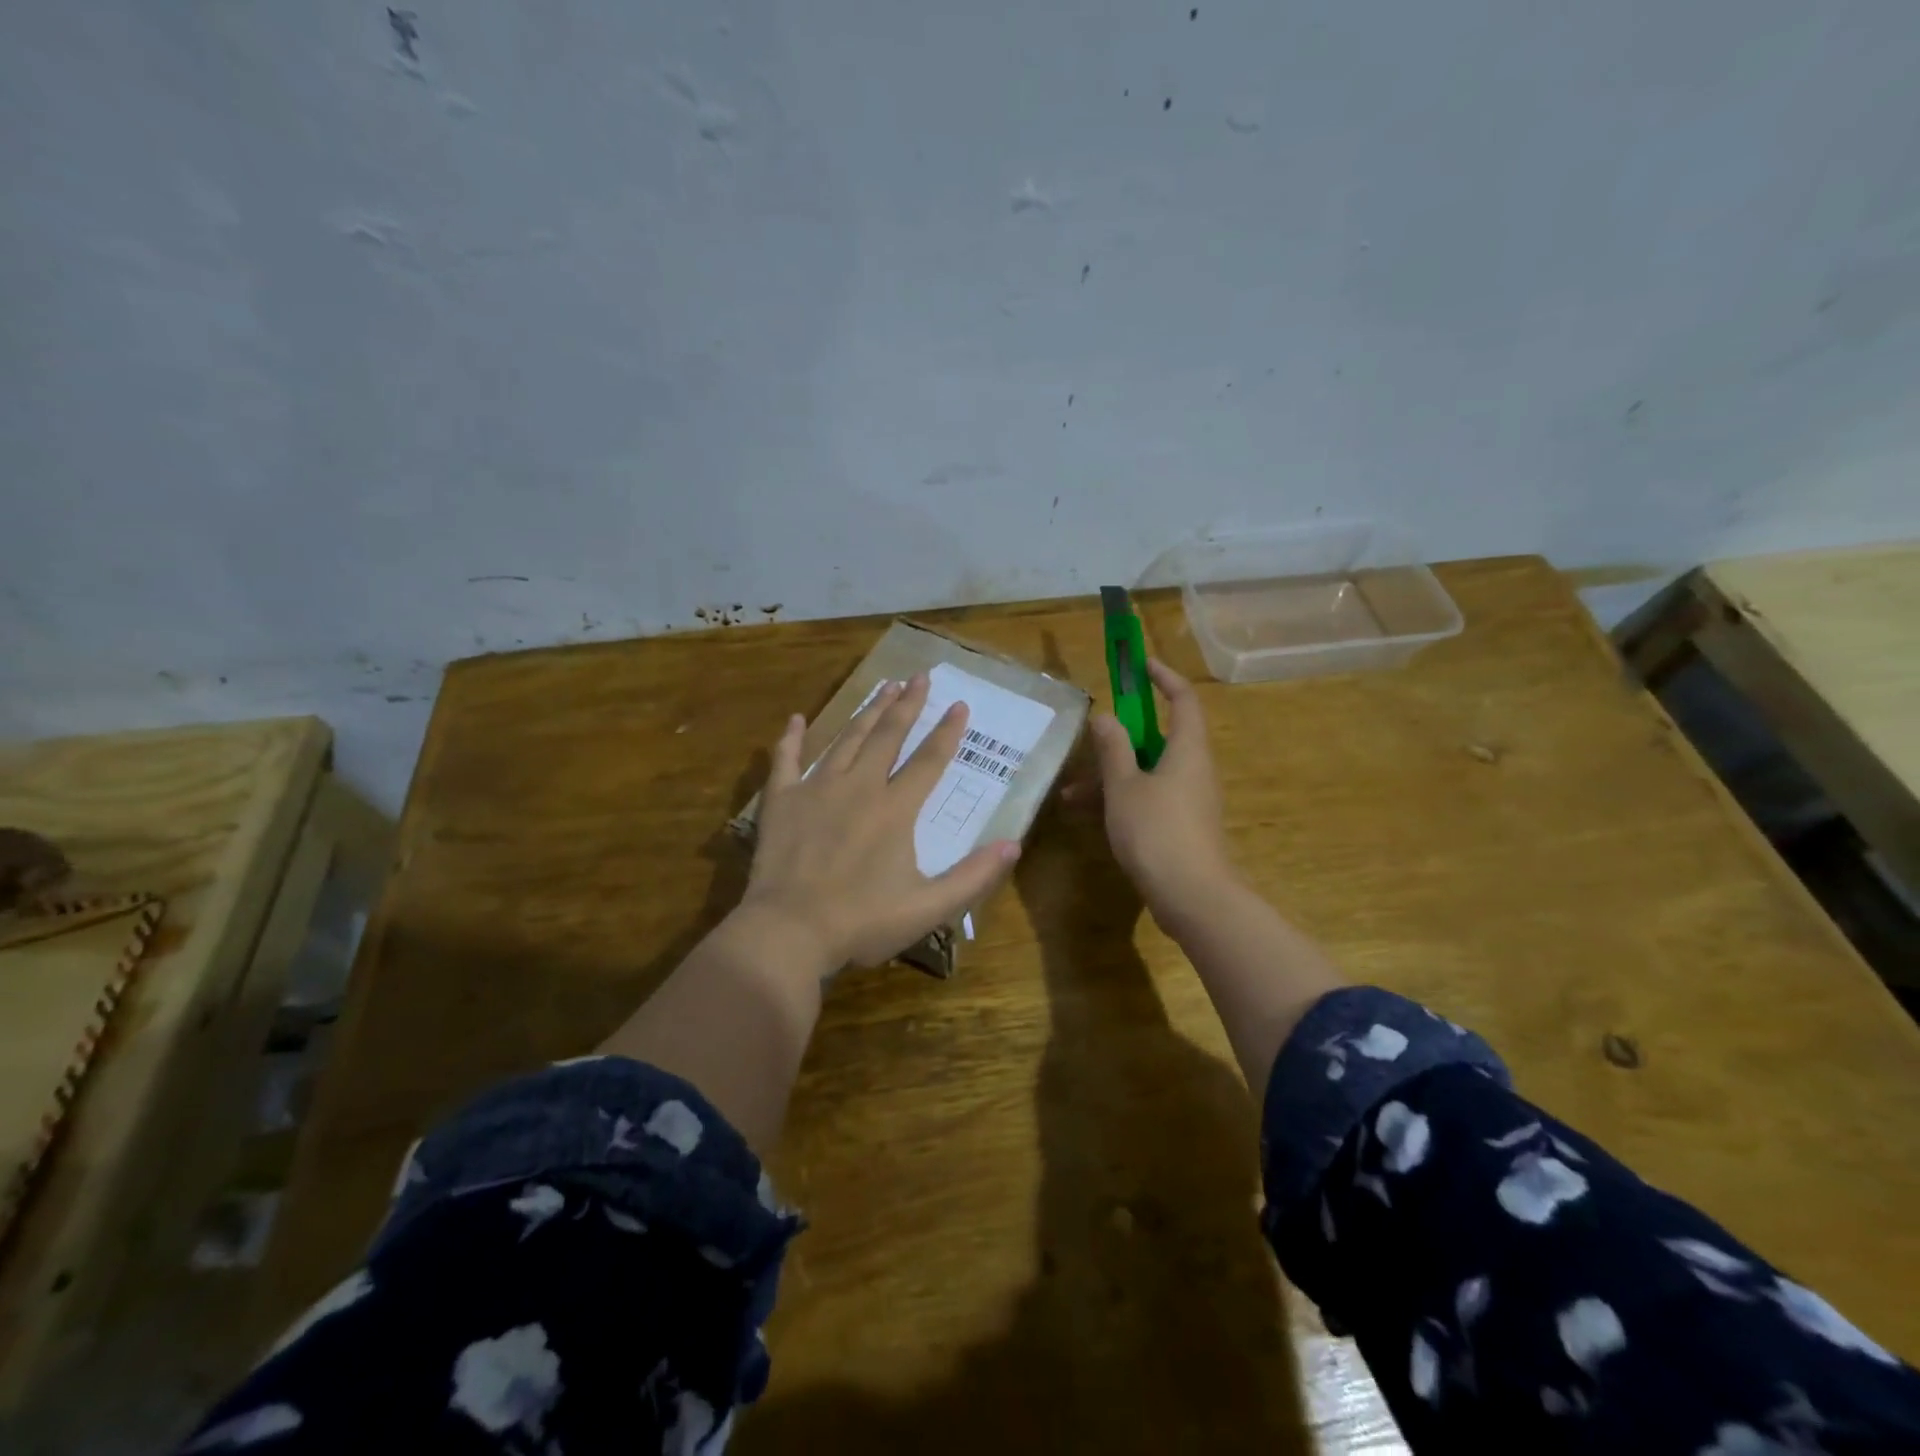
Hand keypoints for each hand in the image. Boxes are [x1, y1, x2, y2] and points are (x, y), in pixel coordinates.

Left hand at [737, 673, 1020, 970]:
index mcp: (895, 809)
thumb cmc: (862, 922)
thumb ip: (973, 876)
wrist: (789, 932)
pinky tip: (796, 719)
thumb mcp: (928, 908)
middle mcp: (859, 787)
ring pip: (847, 740)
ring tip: (884, 687)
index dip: (947, 732)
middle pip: (888, 736)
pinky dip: (791, 739)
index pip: (929, 760)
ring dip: (867, 712)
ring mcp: (817, 789)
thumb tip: (1013, 845)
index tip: (960, 705)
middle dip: (907, 705)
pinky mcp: (781, 801)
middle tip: (920, 677)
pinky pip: (786, 760)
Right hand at [1076, 659, 1239, 925]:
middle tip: (1092, 733)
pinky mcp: (1181, 826)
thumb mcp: (1124, 787)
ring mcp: (1188, 800)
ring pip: (1147, 773)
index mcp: (1187, 750)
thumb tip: (1106, 717)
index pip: (1183, 699)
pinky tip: (1086, 816)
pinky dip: (1120, 800)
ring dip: (1111, 776)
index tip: (1140, 666)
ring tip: (1070, 793)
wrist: (1192, 898)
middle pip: (1159, 738)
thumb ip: (1113, 749)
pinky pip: (1148, 799)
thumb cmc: (1157, 832)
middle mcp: (1193, 770)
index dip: (1164, 677)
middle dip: (1121, 737)